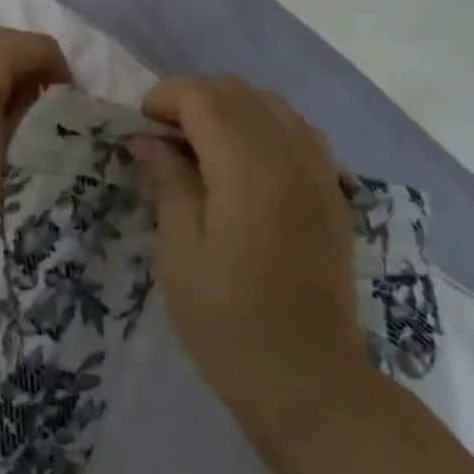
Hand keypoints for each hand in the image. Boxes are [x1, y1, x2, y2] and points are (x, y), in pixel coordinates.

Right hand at [130, 77, 362, 425]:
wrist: (308, 381)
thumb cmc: (227, 320)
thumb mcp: (179, 251)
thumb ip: (167, 182)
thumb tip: (147, 139)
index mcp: (249, 171)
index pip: (204, 98)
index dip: (164, 98)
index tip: (140, 128)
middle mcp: (292, 158)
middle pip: (239, 92)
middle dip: (193, 99)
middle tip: (162, 138)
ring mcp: (321, 174)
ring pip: (273, 105)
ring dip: (229, 109)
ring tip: (199, 146)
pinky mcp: (334, 195)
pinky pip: (299, 132)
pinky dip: (264, 127)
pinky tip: (243, 162)